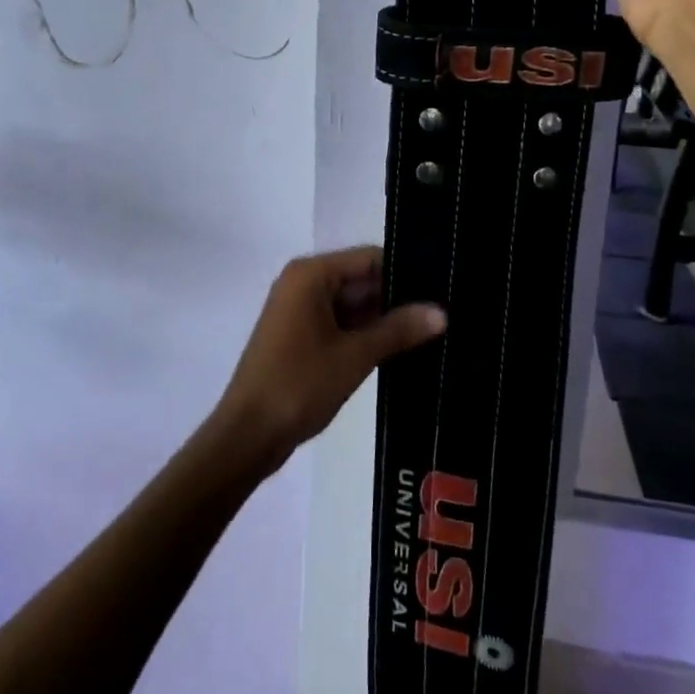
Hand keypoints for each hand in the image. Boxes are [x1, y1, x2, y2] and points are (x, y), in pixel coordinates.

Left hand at [213, 247, 445, 475]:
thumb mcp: (354, 356)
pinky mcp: (300, 336)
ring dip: (384, 320)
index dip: (406, 271)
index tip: (444, 287)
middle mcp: (303, 283)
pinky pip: (341, 324)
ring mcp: (299, 310)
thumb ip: (398, 329)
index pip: (370, 258)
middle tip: (447, 313)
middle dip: (398, 298)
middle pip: (362, 279)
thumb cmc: (299, 385)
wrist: (247, 435)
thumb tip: (442, 312)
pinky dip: (366, 335)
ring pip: (353, 305)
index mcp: (311, 274)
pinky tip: (402, 348)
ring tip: (435, 331)